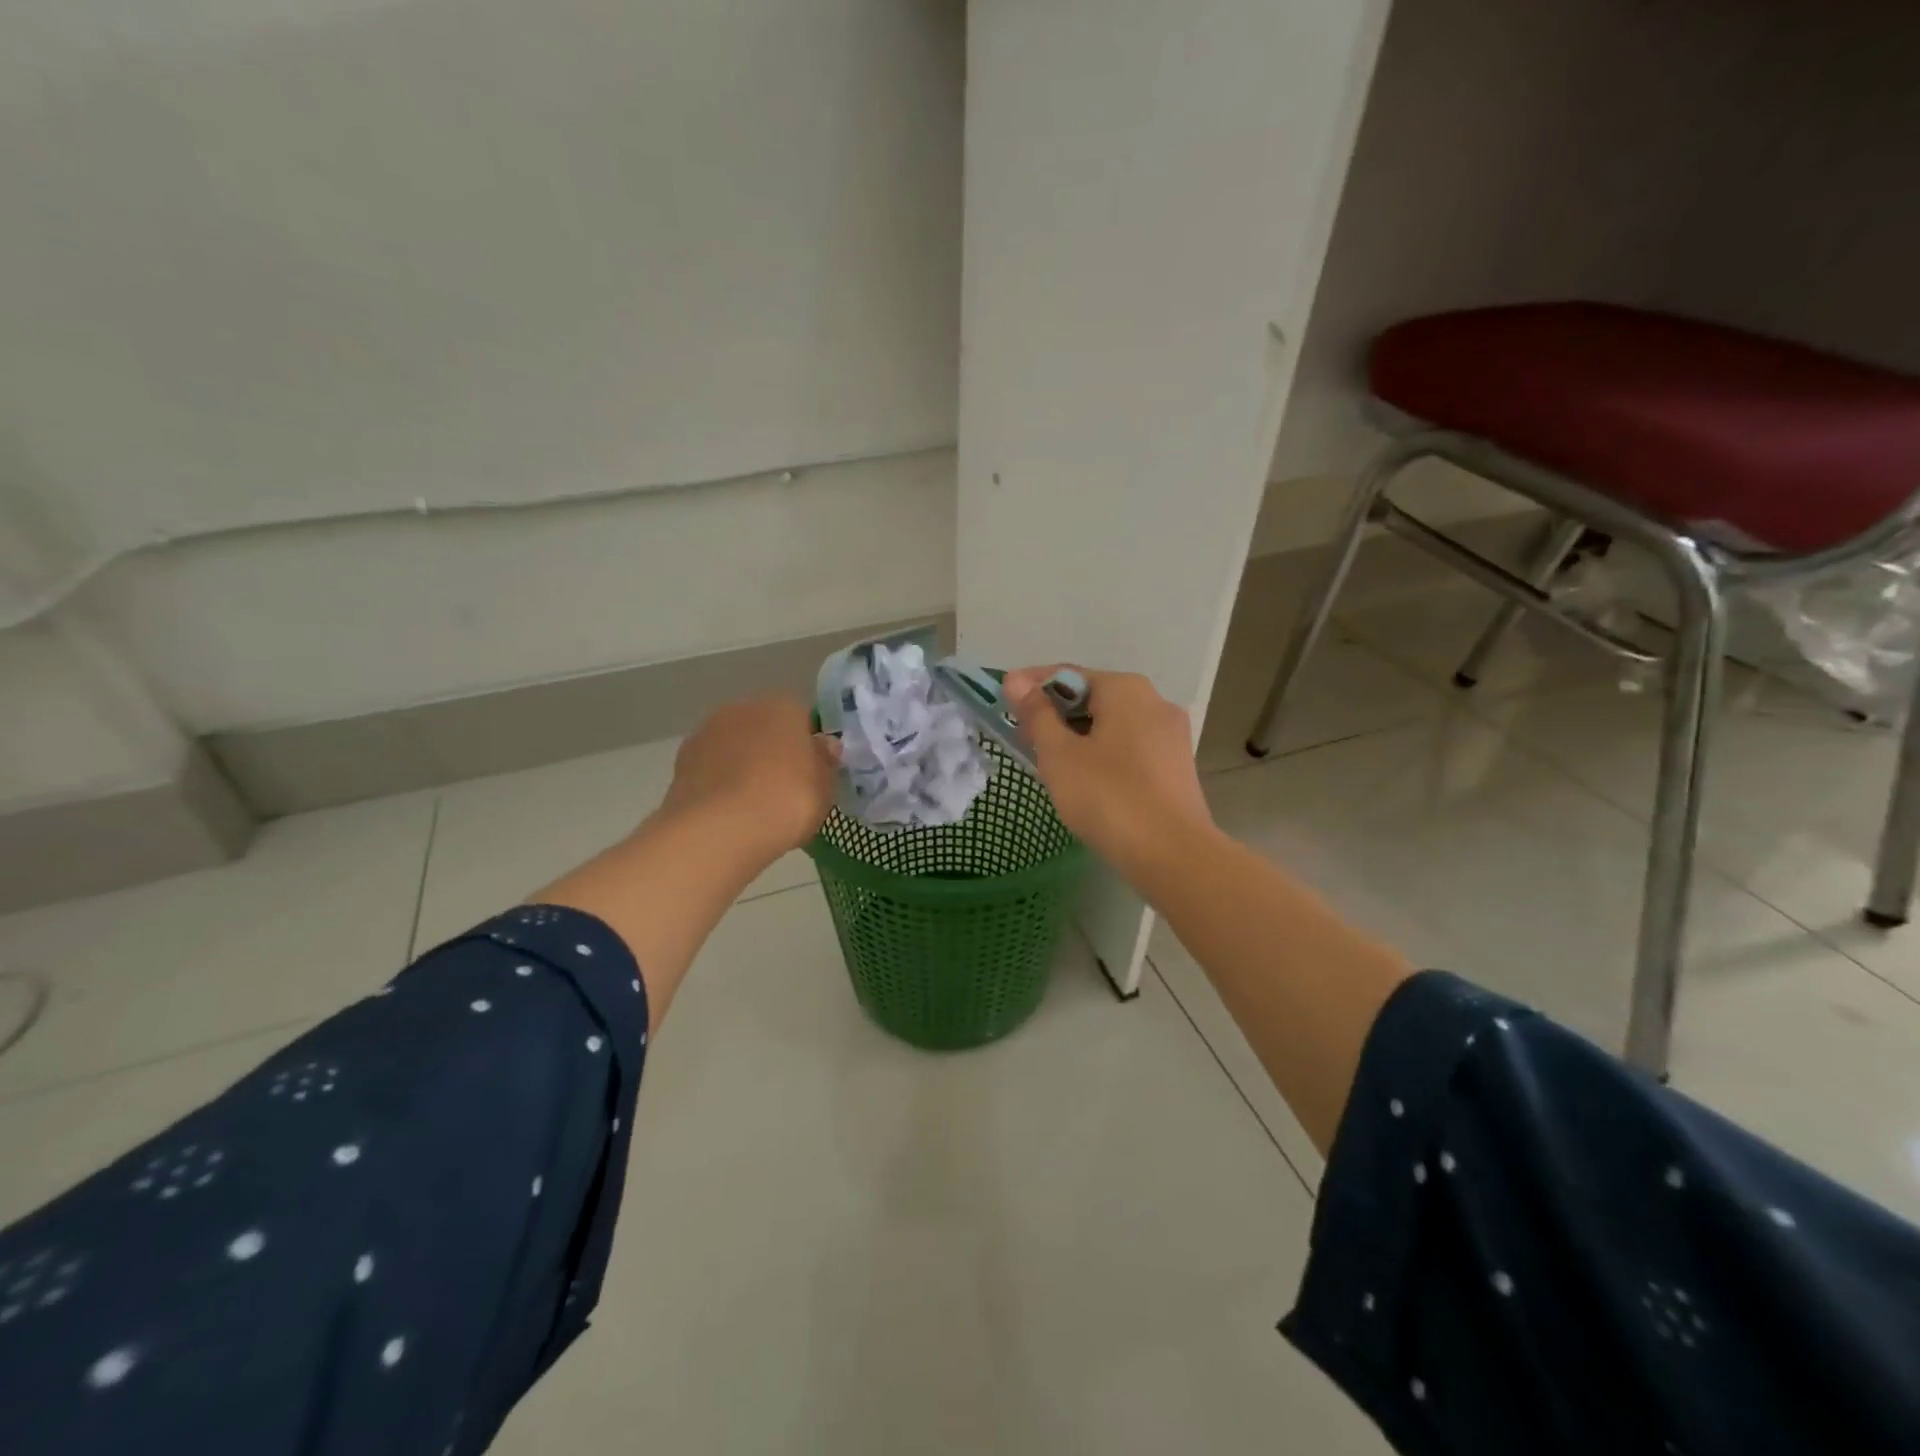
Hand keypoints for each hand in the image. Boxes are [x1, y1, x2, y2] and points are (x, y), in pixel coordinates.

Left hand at [658, 697, 838, 865]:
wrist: (720, 829)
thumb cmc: (786, 800)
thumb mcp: (825, 786)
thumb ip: (825, 761)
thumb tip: (823, 745)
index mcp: (783, 706)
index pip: (802, 719)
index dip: (809, 747)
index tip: (813, 774)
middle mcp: (743, 708)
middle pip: (765, 729)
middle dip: (773, 752)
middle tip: (785, 790)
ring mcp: (707, 733)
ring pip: (735, 747)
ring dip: (743, 766)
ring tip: (754, 806)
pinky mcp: (682, 762)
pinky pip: (712, 770)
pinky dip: (720, 784)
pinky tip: (729, 812)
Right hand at [1003, 666, 1213, 877]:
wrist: (1172, 855)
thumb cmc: (1108, 797)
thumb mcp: (1059, 755)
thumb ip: (1036, 715)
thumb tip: (1016, 680)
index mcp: (1126, 689)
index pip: (1068, 675)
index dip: (1031, 686)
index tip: (1002, 701)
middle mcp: (1154, 701)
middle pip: (1092, 698)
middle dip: (1055, 714)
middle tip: (1023, 739)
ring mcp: (1171, 735)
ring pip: (1112, 725)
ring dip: (1078, 737)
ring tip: (1050, 764)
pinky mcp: (1177, 767)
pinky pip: (1130, 749)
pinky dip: (1103, 755)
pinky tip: (1086, 782)